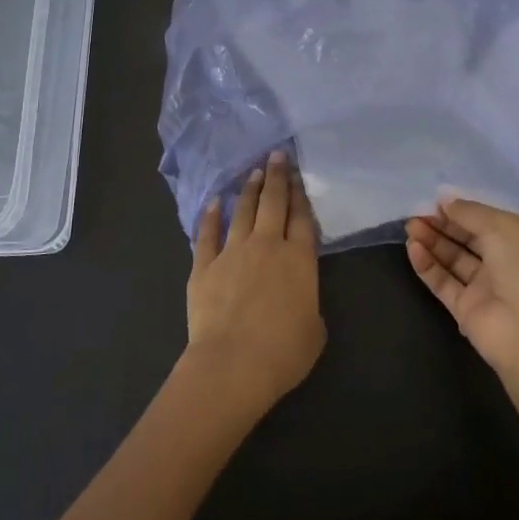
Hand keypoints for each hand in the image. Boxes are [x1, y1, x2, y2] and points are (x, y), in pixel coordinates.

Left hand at [184, 152, 324, 418]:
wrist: (232, 364)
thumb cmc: (282, 353)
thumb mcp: (314, 332)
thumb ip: (309, 307)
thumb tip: (299, 303)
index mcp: (299, 260)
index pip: (302, 218)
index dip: (301, 194)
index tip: (298, 175)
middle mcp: (267, 246)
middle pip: (273, 203)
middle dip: (276, 176)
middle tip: (277, 155)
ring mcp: (232, 252)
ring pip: (242, 211)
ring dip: (249, 190)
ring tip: (253, 172)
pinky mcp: (203, 266)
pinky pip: (207, 234)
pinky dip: (210, 217)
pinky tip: (213, 203)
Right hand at [405, 198, 518, 378]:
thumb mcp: (501, 227)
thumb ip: (470, 212)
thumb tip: (445, 202)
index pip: (489, 218)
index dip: (464, 209)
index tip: (437, 201)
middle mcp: (505, 260)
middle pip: (468, 237)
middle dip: (443, 224)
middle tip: (417, 213)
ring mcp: (485, 286)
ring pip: (453, 259)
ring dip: (432, 241)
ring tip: (410, 227)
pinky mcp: (466, 308)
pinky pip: (443, 282)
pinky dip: (428, 265)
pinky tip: (413, 249)